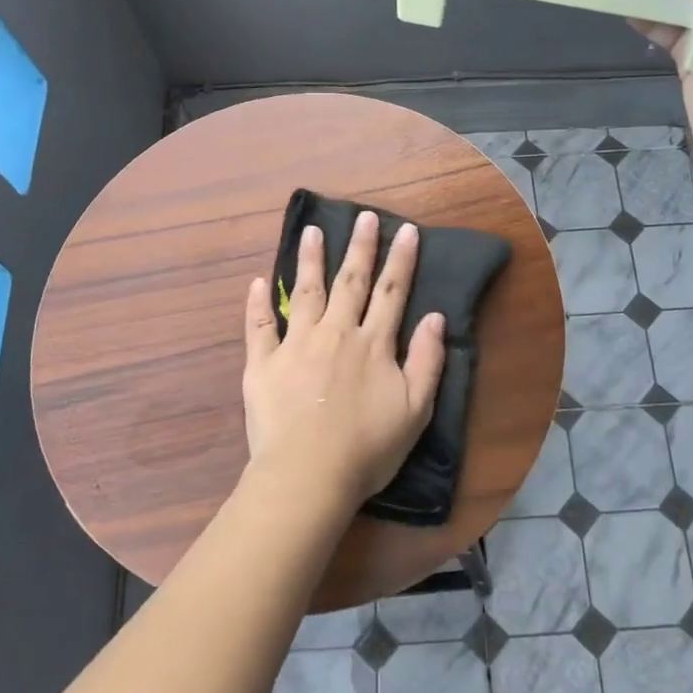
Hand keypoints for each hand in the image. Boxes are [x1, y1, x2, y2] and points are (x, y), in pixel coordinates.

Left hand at [242, 212, 447, 509]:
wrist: (308, 475)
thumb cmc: (368, 448)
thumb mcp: (415, 409)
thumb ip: (427, 360)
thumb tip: (435, 316)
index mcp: (373, 344)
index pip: (391, 292)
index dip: (400, 260)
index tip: (406, 230)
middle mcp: (335, 333)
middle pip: (350, 282)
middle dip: (360, 247)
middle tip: (364, 217)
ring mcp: (296, 345)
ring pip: (304, 292)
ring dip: (310, 260)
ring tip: (313, 231)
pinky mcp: (263, 364)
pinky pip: (258, 327)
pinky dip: (257, 303)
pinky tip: (258, 282)